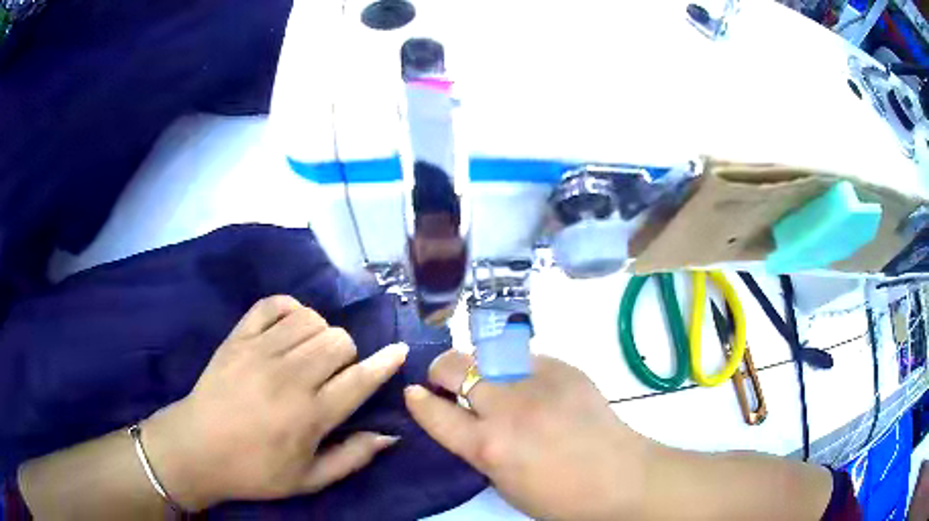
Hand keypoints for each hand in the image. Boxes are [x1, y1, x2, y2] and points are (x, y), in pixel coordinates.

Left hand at [142, 296, 408, 510]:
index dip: (386, 362)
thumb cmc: (255, 470)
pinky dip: (289, 308)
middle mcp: (289, 377)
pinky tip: (289, 327)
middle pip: (339, 341)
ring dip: (320, 333)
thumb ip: (353, 457)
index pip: (360, 379)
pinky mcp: (237, 337)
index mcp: (309, 416)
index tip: (398, 351)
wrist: (197, 448)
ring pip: (311, 319)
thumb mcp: (309, 479)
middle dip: (348, 355)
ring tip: (310, 353)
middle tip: (334, 373)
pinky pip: (273, 304)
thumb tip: (390, 435)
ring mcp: (259, 351)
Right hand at [404, 351, 649, 520]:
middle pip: (453, 366)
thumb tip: (465, 421)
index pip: (433, 411)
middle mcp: (506, 408)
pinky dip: (517, 370)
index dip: (417, 399)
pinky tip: (532, 386)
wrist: (620, 477)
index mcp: (487, 446)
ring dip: (478, 366)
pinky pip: (525, 359)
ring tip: (490, 380)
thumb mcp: (502, 483)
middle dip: (441, 370)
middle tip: (447, 381)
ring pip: (487, 354)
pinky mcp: (564, 368)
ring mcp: (537, 382)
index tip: (414, 392)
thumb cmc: (558, 496)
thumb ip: (477, 449)